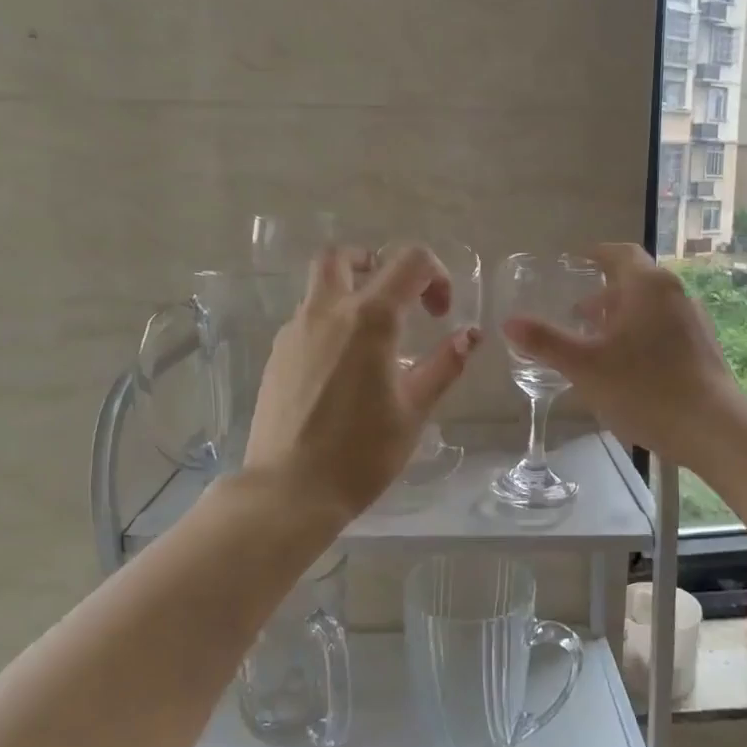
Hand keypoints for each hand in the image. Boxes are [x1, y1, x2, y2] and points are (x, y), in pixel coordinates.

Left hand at [245, 244, 480, 517]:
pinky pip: (306, 320)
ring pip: (320, 287)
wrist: (289, 490)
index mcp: (369, 319)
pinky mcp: (277, 355)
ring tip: (373, 342)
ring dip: (350, 294)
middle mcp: (327, 312)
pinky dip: (330, 324)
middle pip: (343, 256)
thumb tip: (470, 335)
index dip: (436, 276)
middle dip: (374, 263)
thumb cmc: (362, 453)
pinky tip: (343, 371)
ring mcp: (294, 332)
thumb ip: (444, 365)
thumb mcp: (414, 410)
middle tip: (397, 299)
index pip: (409, 262)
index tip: (441, 314)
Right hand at [500, 242, 746, 469]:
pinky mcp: (703, 349)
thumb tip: (509, 322)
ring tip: (595, 342)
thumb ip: (545, 342)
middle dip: (604, 293)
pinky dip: (639, 335)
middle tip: (576, 312)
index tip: (575, 261)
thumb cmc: (645, 389)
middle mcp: (675, 294)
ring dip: (621, 317)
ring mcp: (694, 322)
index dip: (595, 254)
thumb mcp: (584, 366)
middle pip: (635, 281)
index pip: (620, 253)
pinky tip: (626, 368)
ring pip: (650, 308)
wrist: (713, 429)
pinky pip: (664, 329)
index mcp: (648, 286)